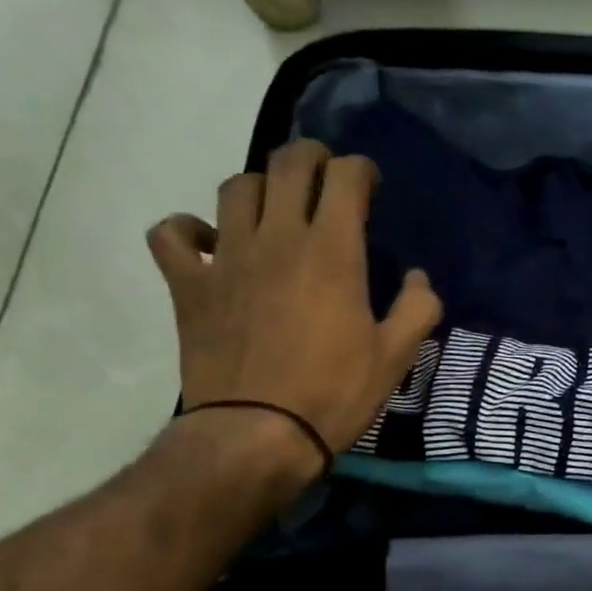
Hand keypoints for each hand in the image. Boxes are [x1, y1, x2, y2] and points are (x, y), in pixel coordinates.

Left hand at [147, 139, 441, 473]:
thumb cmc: (336, 393)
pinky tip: (209, 242)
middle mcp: (278, 238)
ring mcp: (227, 257)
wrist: (258, 433)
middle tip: (324, 175)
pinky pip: (173, 233)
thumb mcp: (396, 356)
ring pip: (235, 188)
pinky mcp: (189, 284)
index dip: (360, 170)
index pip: (344, 177)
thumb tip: (418, 277)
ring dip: (260, 186)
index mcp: (333, 251)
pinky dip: (188, 229)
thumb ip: (417, 308)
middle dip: (311, 157)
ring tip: (274, 207)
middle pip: (287, 165)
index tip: (369, 184)